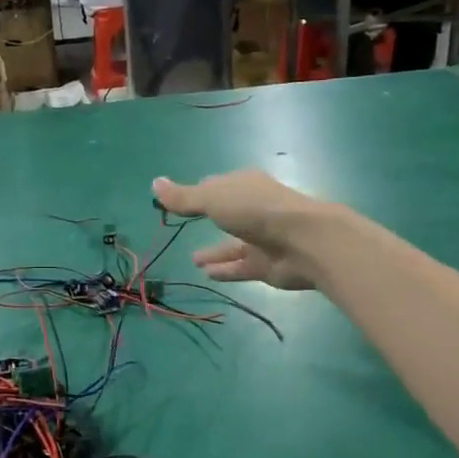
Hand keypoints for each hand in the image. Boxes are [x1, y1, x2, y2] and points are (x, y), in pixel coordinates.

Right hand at [153, 172, 331, 290]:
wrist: (304, 242)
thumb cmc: (256, 211)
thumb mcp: (213, 198)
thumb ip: (183, 197)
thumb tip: (154, 183)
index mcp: (244, 185)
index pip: (217, 185)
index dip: (198, 192)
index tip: (180, 201)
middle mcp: (254, 209)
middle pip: (227, 214)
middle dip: (208, 219)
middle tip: (185, 227)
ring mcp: (262, 238)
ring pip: (233, 245)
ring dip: (215, 251)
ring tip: (193, 260)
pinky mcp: (267, 264)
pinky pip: (240, 267)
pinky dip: (225, 269)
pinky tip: (206, 274)